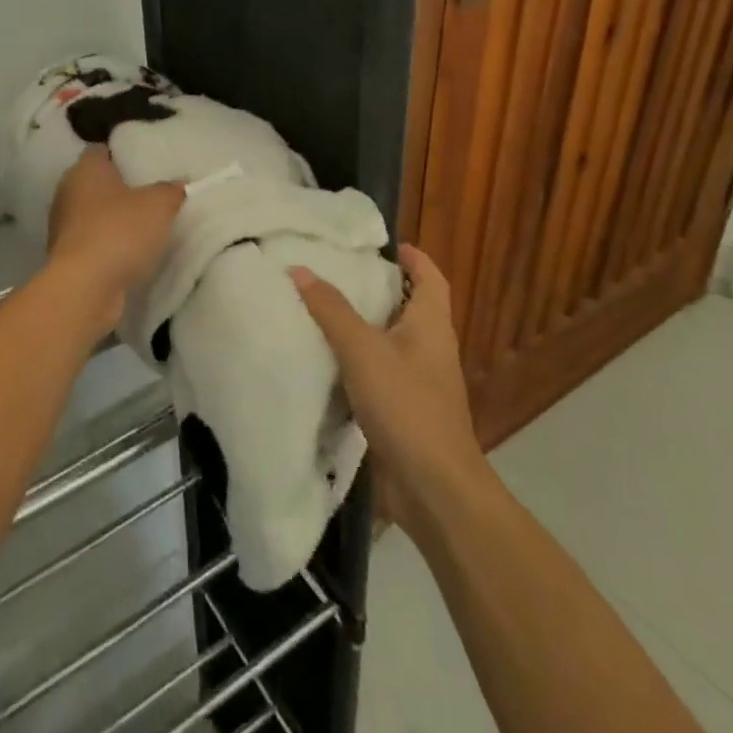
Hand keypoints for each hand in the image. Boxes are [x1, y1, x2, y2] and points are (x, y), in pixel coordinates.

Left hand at [44, 147, 184, 337]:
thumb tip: (177, 185)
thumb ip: (170, 191)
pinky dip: (107, 244)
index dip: (120, 153)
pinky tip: (129, 253)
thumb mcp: (159, 205)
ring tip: (143, 226)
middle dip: (118, 188)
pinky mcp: (65, 256)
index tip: (142, 163)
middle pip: (95, 182)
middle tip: (149, 194)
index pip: (100, 150)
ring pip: (92, 213)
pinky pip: (91, 241)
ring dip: (112, 219)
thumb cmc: (119, 232)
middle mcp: (67, 192)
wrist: (85, 288)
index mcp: (85, 169)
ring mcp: (63, 226)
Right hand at [291, 244, 490, 536]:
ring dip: (363, 325)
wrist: (433, 487)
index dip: (414, 258)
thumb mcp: (362, 349)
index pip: (430, 278)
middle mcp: (430, 348)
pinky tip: (326, 359)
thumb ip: (331, 309)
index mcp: (431, 325)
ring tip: (322, 308)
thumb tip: (300, 269)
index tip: (386, 245)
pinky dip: (356, 361)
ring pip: (390, 341)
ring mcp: (419, 382)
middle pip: (409, 307)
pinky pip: (379, 372)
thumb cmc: (406, 405)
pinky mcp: (404, 411)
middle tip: (338, 271)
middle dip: (379, 288)